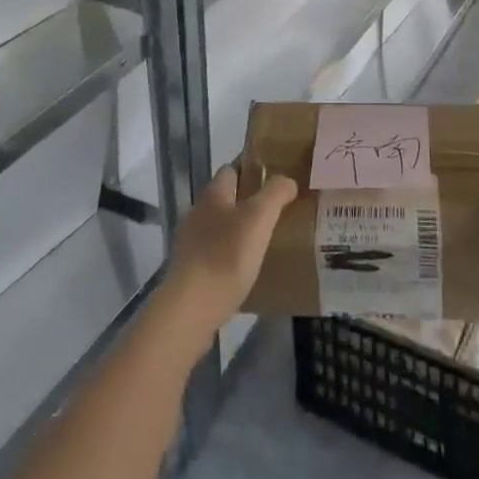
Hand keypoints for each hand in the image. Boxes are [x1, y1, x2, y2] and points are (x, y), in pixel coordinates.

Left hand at [154, 166, 296, 355]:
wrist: (190, 311)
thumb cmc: (226, 256)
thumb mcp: (259, 218)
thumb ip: (275, 193)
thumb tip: (287, 180)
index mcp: (213, 194)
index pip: (233, 168)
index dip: (254, 168)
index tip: (278, 176)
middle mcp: (198, 213)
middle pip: (228, 198)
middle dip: (251, 201)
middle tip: (280, 210)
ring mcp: (191, 243)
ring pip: (223, 227)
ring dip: (242, 230)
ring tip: (269, 241)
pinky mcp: (191, 272)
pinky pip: (217, 254)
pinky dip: (233, 256)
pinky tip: (250, 269)